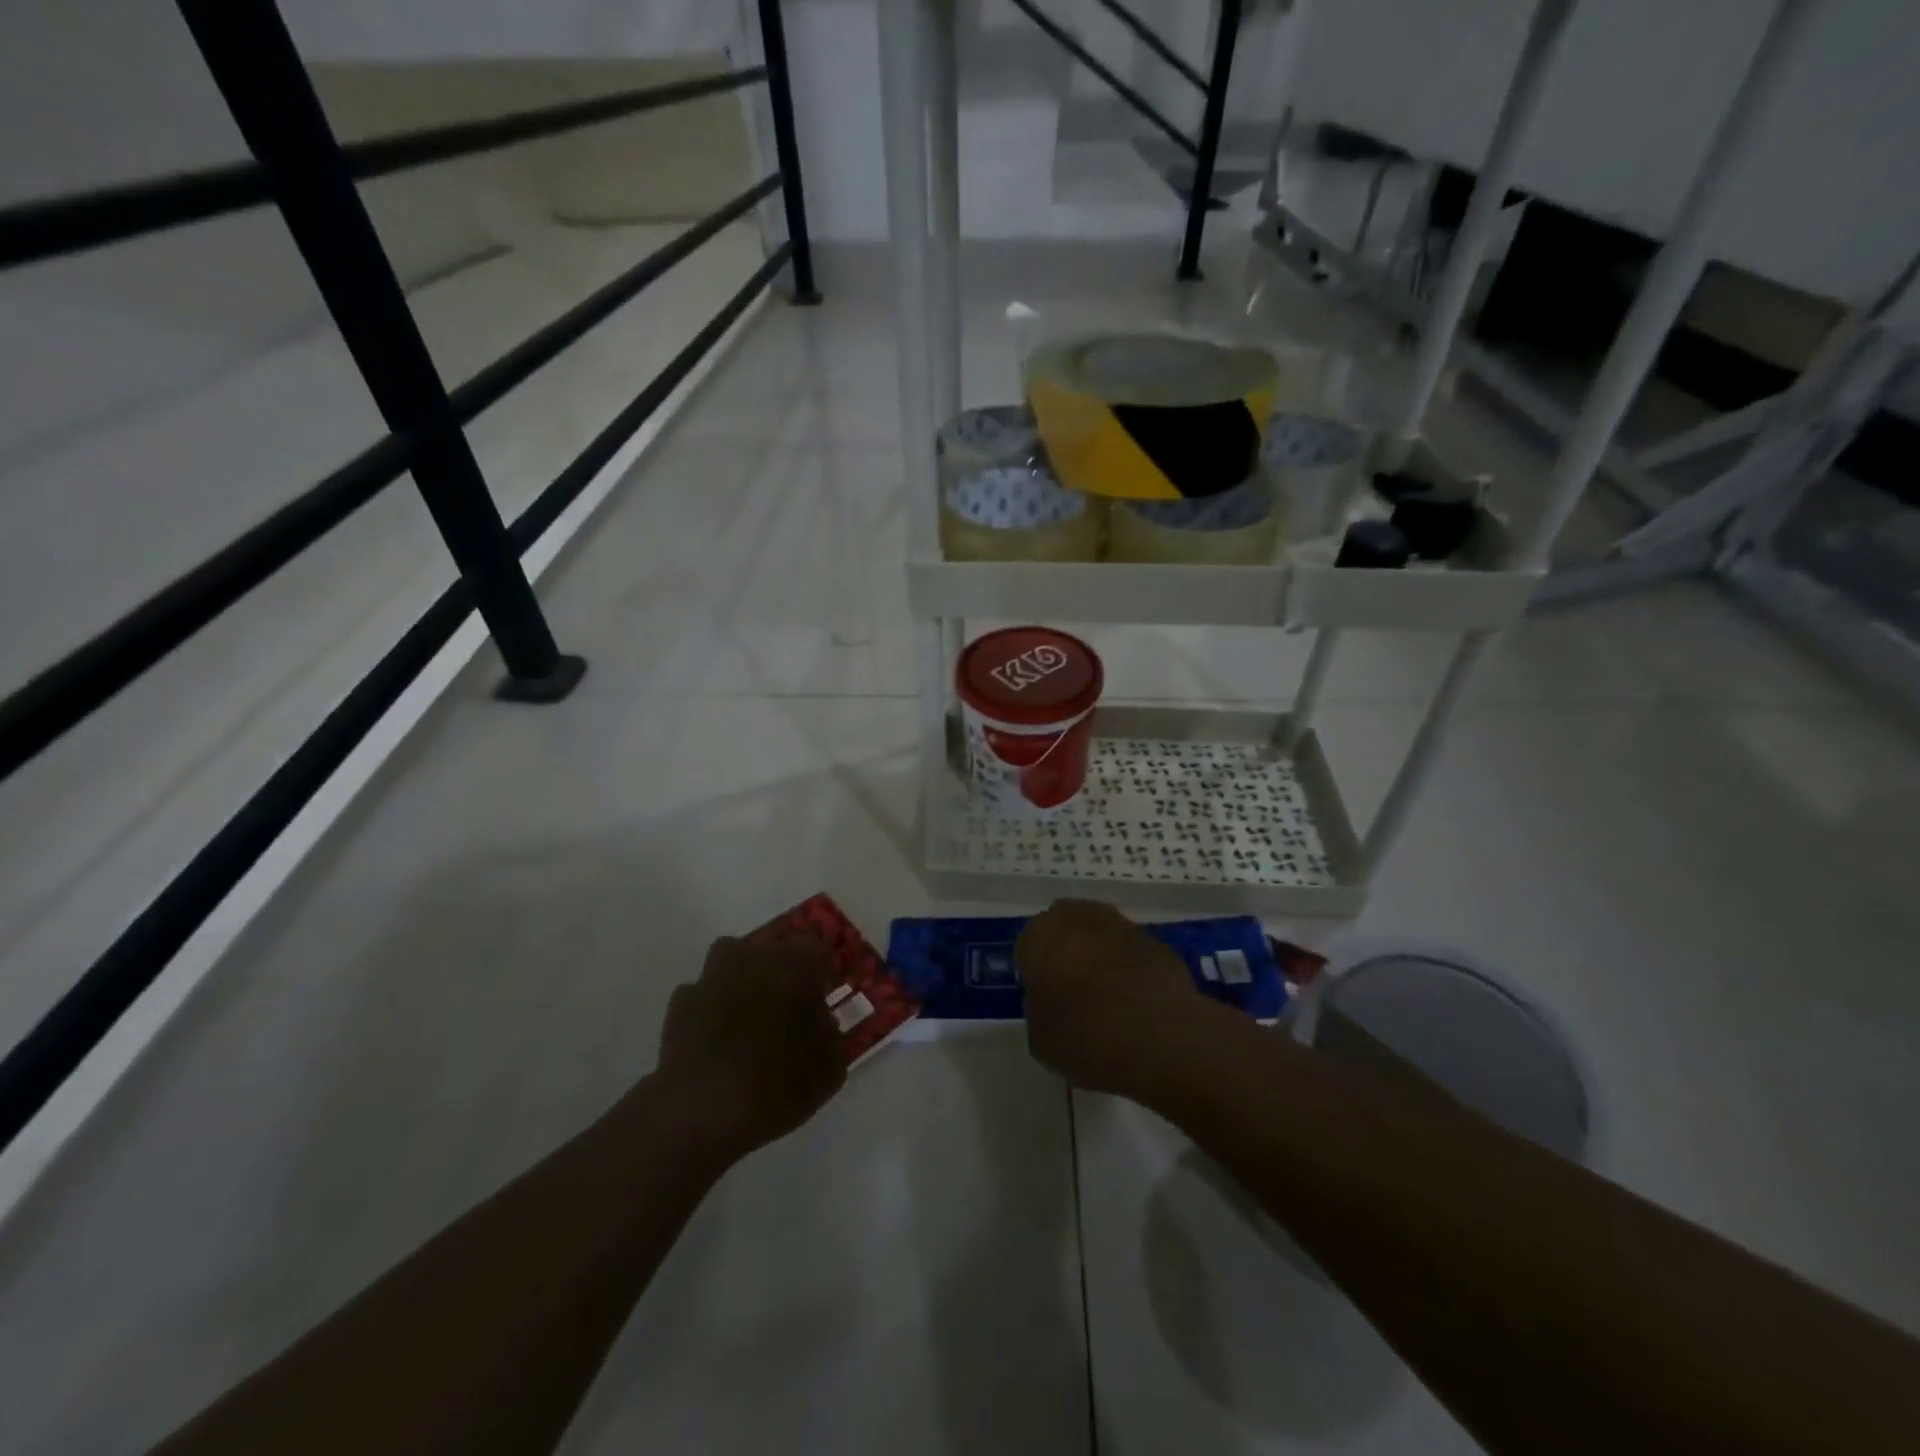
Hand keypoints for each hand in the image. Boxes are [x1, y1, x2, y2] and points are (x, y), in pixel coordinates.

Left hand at [654, 934, 846, 1166]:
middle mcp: (755, 958)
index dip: (821, 970)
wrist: (702, 1110)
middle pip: (773, 948)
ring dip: (742, 977)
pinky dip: (710, 1006)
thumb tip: (821, 1022)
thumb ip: (831, 1036)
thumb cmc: (777, 1085)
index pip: (817, 947)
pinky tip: (714, 1036)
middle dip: (782, 970)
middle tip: (787, 1005)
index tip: (823, 994)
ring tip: (747, 1012)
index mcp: (797, 966)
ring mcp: (713, 976)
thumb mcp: (828, 1070)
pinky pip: (703, 992)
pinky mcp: (681, 1001)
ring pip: (732, 959)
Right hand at [1016, 899, 1214, 1098]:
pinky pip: (1131, 951)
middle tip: (1072, 990)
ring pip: (1099, 934)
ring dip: (1099, 954)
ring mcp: (1121, 924)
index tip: (1045, 998)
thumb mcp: (1041, 1040)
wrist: (1163, 1038)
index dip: (1035, 972)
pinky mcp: (1156, 939)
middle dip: (1065, 950)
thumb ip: (1039, 1011)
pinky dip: (1129, 966)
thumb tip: (1050, 1001)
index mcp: (1040, 937)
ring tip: (1106, 995)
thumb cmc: (1087, 1038)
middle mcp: (1077, 918)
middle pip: (1064, 928)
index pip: (1027, 947)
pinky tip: (1136, 999)